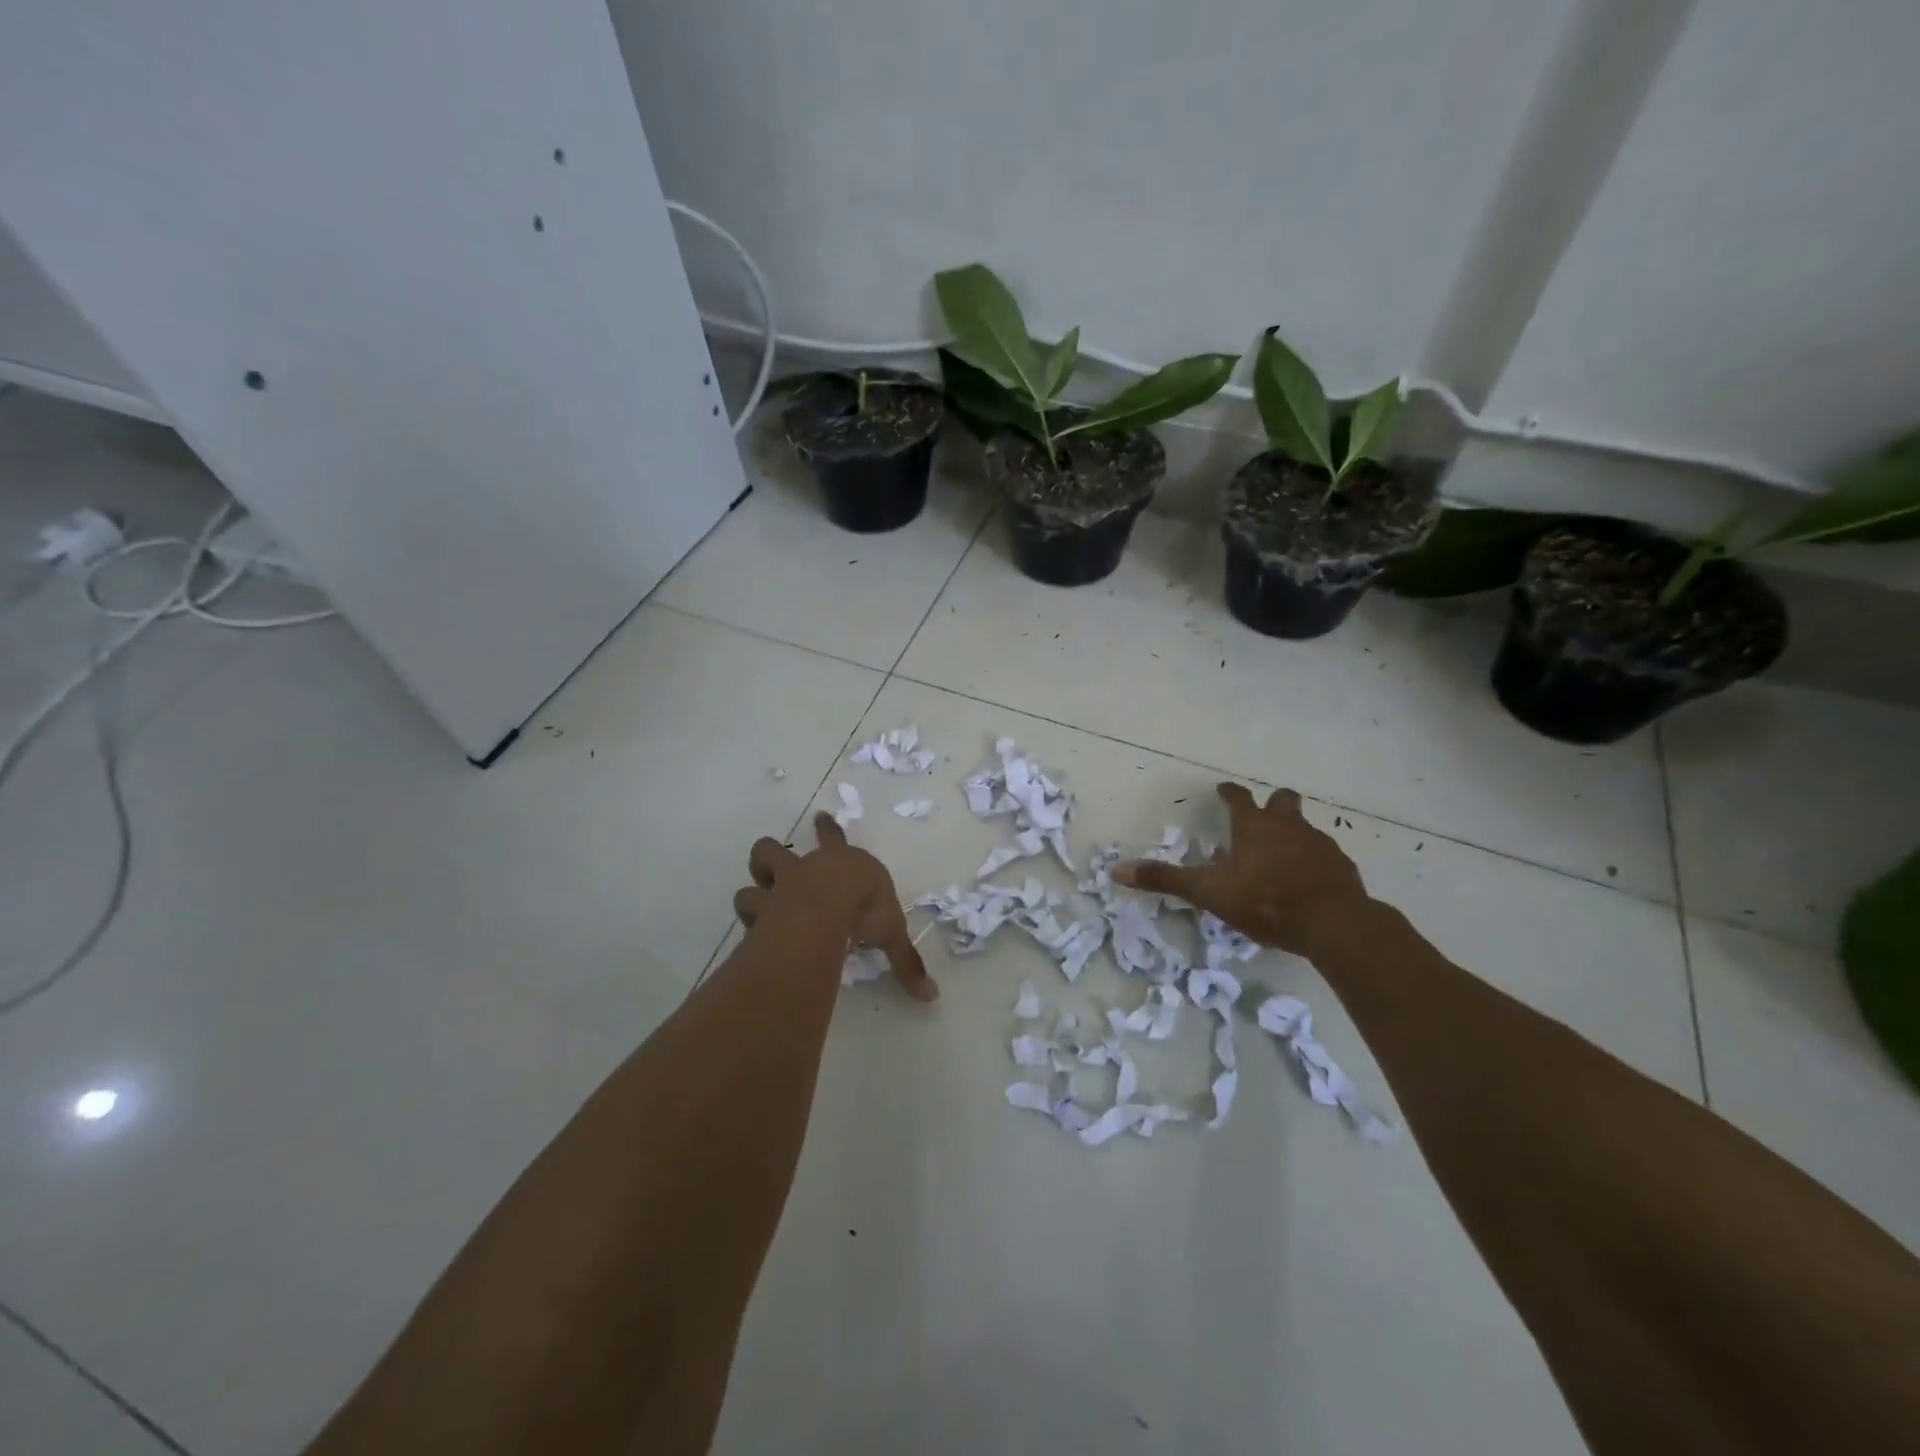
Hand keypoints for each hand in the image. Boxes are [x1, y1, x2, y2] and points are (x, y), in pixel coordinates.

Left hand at [733, 813, 937, 1000]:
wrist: (830, 903)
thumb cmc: (865, 907)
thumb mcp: (891, 933)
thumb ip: (905, 962)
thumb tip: (931, 995)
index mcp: (841, 864)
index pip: (834, 839)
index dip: (828, 828)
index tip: (820, 816)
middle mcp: (806, 869)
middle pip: (775, 850)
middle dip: (772, 857)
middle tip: (774, 871)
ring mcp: (780, 885)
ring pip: (755, 874)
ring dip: (755, 889)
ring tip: (758, 904)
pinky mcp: (763, 906)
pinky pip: (748, 908)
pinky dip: (751, 921)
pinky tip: (752, 937)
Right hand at [1113, 783, 1370, 957]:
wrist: (1334, 923)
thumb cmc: (1266, 900)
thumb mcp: (1209, 892)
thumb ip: (1165, 880)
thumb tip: (1117, 870)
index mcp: (1254, 826)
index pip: (1238, 798)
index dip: (1228, 793)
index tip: (1223, 790)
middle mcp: (1288, 827)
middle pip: (1282, 801)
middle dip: (1272, 803)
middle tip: (1261, 815)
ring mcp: (1320, 845)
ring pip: (1305, 829)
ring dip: (1292, 835)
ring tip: (1280, 858)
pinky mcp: (1342, 867)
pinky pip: (1324, 856)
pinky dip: (1312, 863)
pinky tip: (1306, 883)